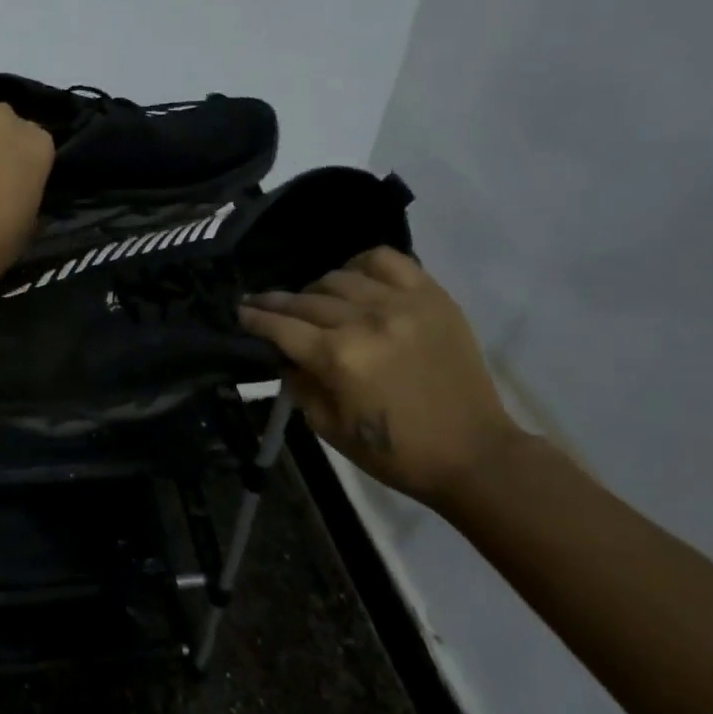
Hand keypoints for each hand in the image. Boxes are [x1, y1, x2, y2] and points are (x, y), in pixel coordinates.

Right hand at [239, 248, 522, 504]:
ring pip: (340, 276)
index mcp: (338, 358)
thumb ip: (299, 385)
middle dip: (277, 303)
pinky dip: (363, 264)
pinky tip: (356, 278)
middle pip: (306, 300)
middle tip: (262, 304)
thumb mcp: (329, 429)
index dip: (254, 319)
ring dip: (317, 288)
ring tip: (313, 300)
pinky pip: (388, 260)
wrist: (473, 453)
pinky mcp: (432, 297)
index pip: (281, 327)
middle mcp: (365, 321)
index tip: (240, 312)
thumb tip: (283, 355)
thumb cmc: (395, 451)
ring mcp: (401, 304)